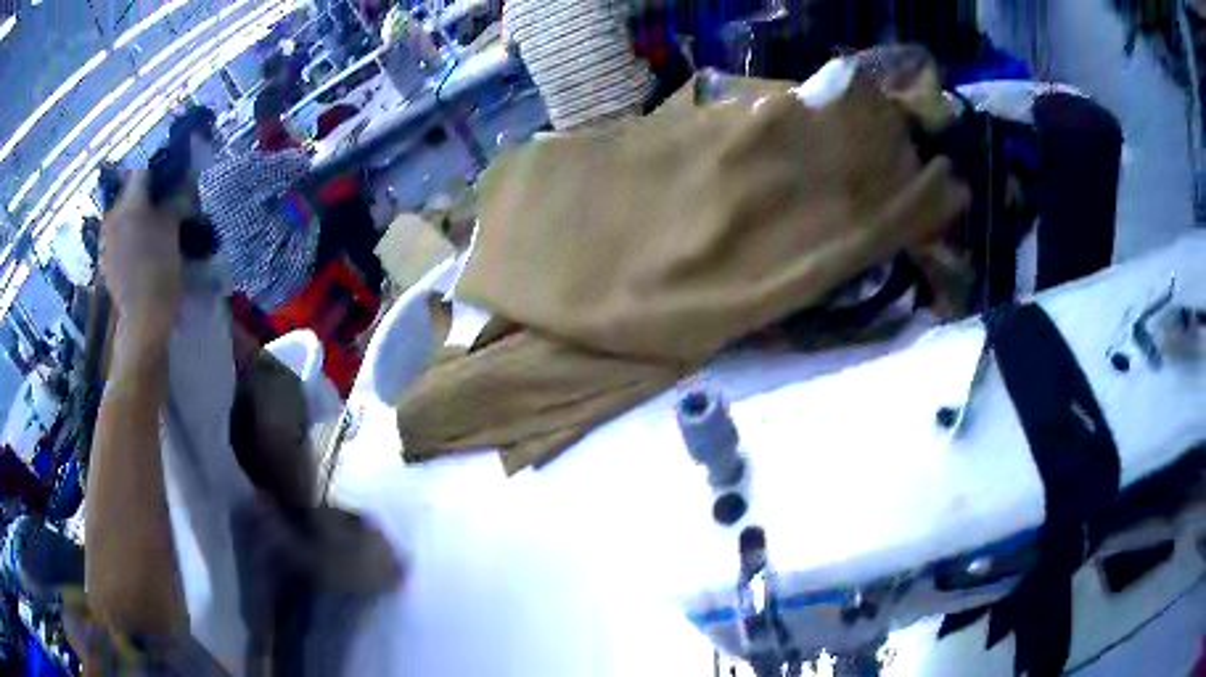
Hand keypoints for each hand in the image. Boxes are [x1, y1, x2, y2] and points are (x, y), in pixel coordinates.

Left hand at [101, 171, 181, 345]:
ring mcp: (107, 240)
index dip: (157, 169)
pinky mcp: (106, 262)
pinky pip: (120, 239)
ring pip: (124, 217)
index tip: (170, 174)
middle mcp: (113, 215)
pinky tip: (143, 251)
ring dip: (138, 218)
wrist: (141, 319)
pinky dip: (131, 239)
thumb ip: (172, 202)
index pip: (141, 170)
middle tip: (164, 204)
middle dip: (146, 196)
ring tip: (154, 230)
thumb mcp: (172, 229)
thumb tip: (178, 184)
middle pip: (130, 195)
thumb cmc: (158, 269)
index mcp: (128, 201)